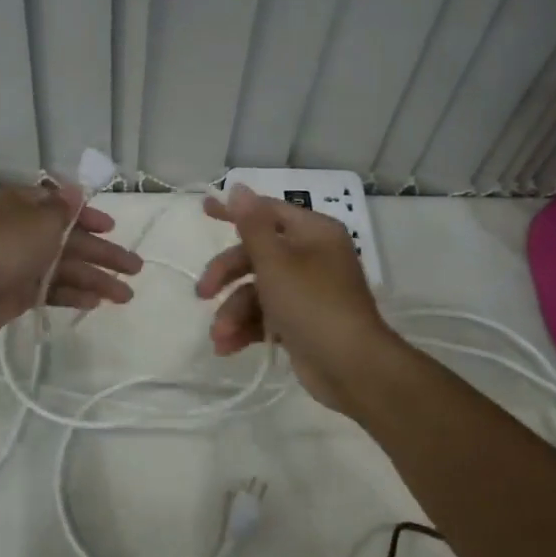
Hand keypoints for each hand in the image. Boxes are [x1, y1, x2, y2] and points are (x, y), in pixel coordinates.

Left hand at [0, 181, 141, 348]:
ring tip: (125, 295)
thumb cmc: (1, 247)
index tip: (112, 228)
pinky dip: (73, 295)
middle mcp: (21, 232)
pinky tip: (95, 303)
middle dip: (102, 253)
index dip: (88, 217)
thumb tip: (75, 189)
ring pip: (64, 268)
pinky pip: (51, 291)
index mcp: (23, 206)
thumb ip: (63, 210)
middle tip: (135, 267)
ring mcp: (18, 264)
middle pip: (70, 240)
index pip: (62, 207)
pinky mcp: (15, 294)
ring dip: (94, 279)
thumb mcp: (39, 221)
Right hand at [195, 184, 396, 412]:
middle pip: (257, 253)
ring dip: (233, 311)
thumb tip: (239, 187)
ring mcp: (307, 291)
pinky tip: (226, 347)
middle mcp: (311, 256)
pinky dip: (246, 328)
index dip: (234, 211)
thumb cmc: (313, 304)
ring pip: (257, 290)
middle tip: (203, 293)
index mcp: (313, 233)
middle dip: (227, 274)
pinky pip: (266, 316)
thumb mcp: (276, 261)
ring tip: (220, 335)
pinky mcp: (301, 322)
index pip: (267, 211)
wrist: (352, 368)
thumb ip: (252, 225)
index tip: (203, 210)